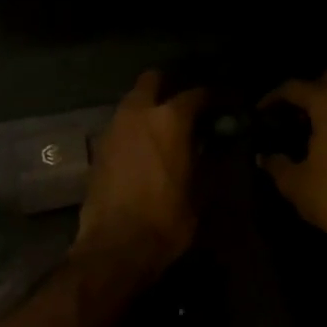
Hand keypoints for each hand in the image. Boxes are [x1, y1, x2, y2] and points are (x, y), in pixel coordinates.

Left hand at [75, 71, 205, 277]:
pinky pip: (122, 123)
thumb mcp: (202, 191)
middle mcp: (138, 112)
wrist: (115, 247)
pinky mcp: (99, 146)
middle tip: (190, 106)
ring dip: (151, 106)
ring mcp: (114, 127)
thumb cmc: (167, 219)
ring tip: (168, 128)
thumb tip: (219, 141)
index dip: (216, 97)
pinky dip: (136, 126)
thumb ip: (211, 157)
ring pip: (134, 100)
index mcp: (170, 118)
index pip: (198, 93)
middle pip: (154, 80)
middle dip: (172, 86)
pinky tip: (147, 147)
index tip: (226, 105)